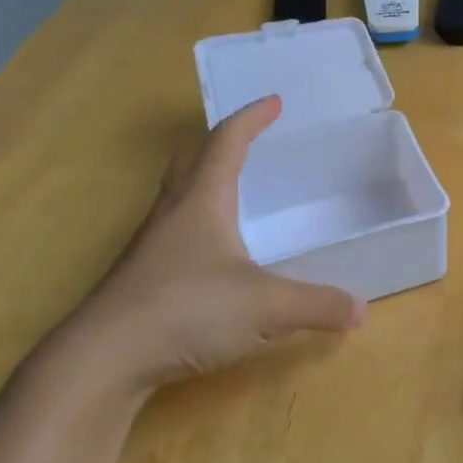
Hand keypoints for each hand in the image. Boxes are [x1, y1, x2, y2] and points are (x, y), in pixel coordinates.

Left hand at [56, 95, 364, 391]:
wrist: (101, 361)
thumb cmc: (186, 311)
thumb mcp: (265, 308)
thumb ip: (317, 305)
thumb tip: (361, 309)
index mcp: (202, 200)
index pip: (227, 142)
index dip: (252, 118)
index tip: (274, 101)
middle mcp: (173, 212)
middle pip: (194, 162)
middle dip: (223, 144)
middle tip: (251, 140)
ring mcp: (152, 245)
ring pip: (181, 197)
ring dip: (207, 182)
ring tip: (236, 191)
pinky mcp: (141, 277)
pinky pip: (176, 232)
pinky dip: (200, 224)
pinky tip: (215, 254)